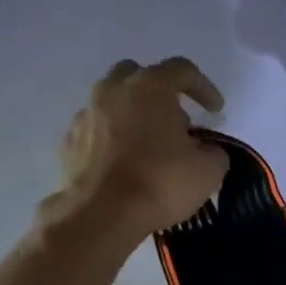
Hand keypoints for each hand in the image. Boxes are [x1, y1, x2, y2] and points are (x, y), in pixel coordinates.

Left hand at [41, 57, 228, 242]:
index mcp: (149, 88)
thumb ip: (214, 152)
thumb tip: (207, 150)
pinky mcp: (69, 141)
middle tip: (177, 123)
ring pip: (114, 103)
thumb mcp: (208, 171)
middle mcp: (112, 90)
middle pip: (139, 76)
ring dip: (134, 117)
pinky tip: (125, 165)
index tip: (216, 111)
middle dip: (160, 94)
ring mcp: (85, 114)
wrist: (103, 213)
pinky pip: (97, 130)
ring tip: (150, 148)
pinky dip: (113, 140)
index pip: (182, 70)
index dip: (204, 87)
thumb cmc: (161, 183)